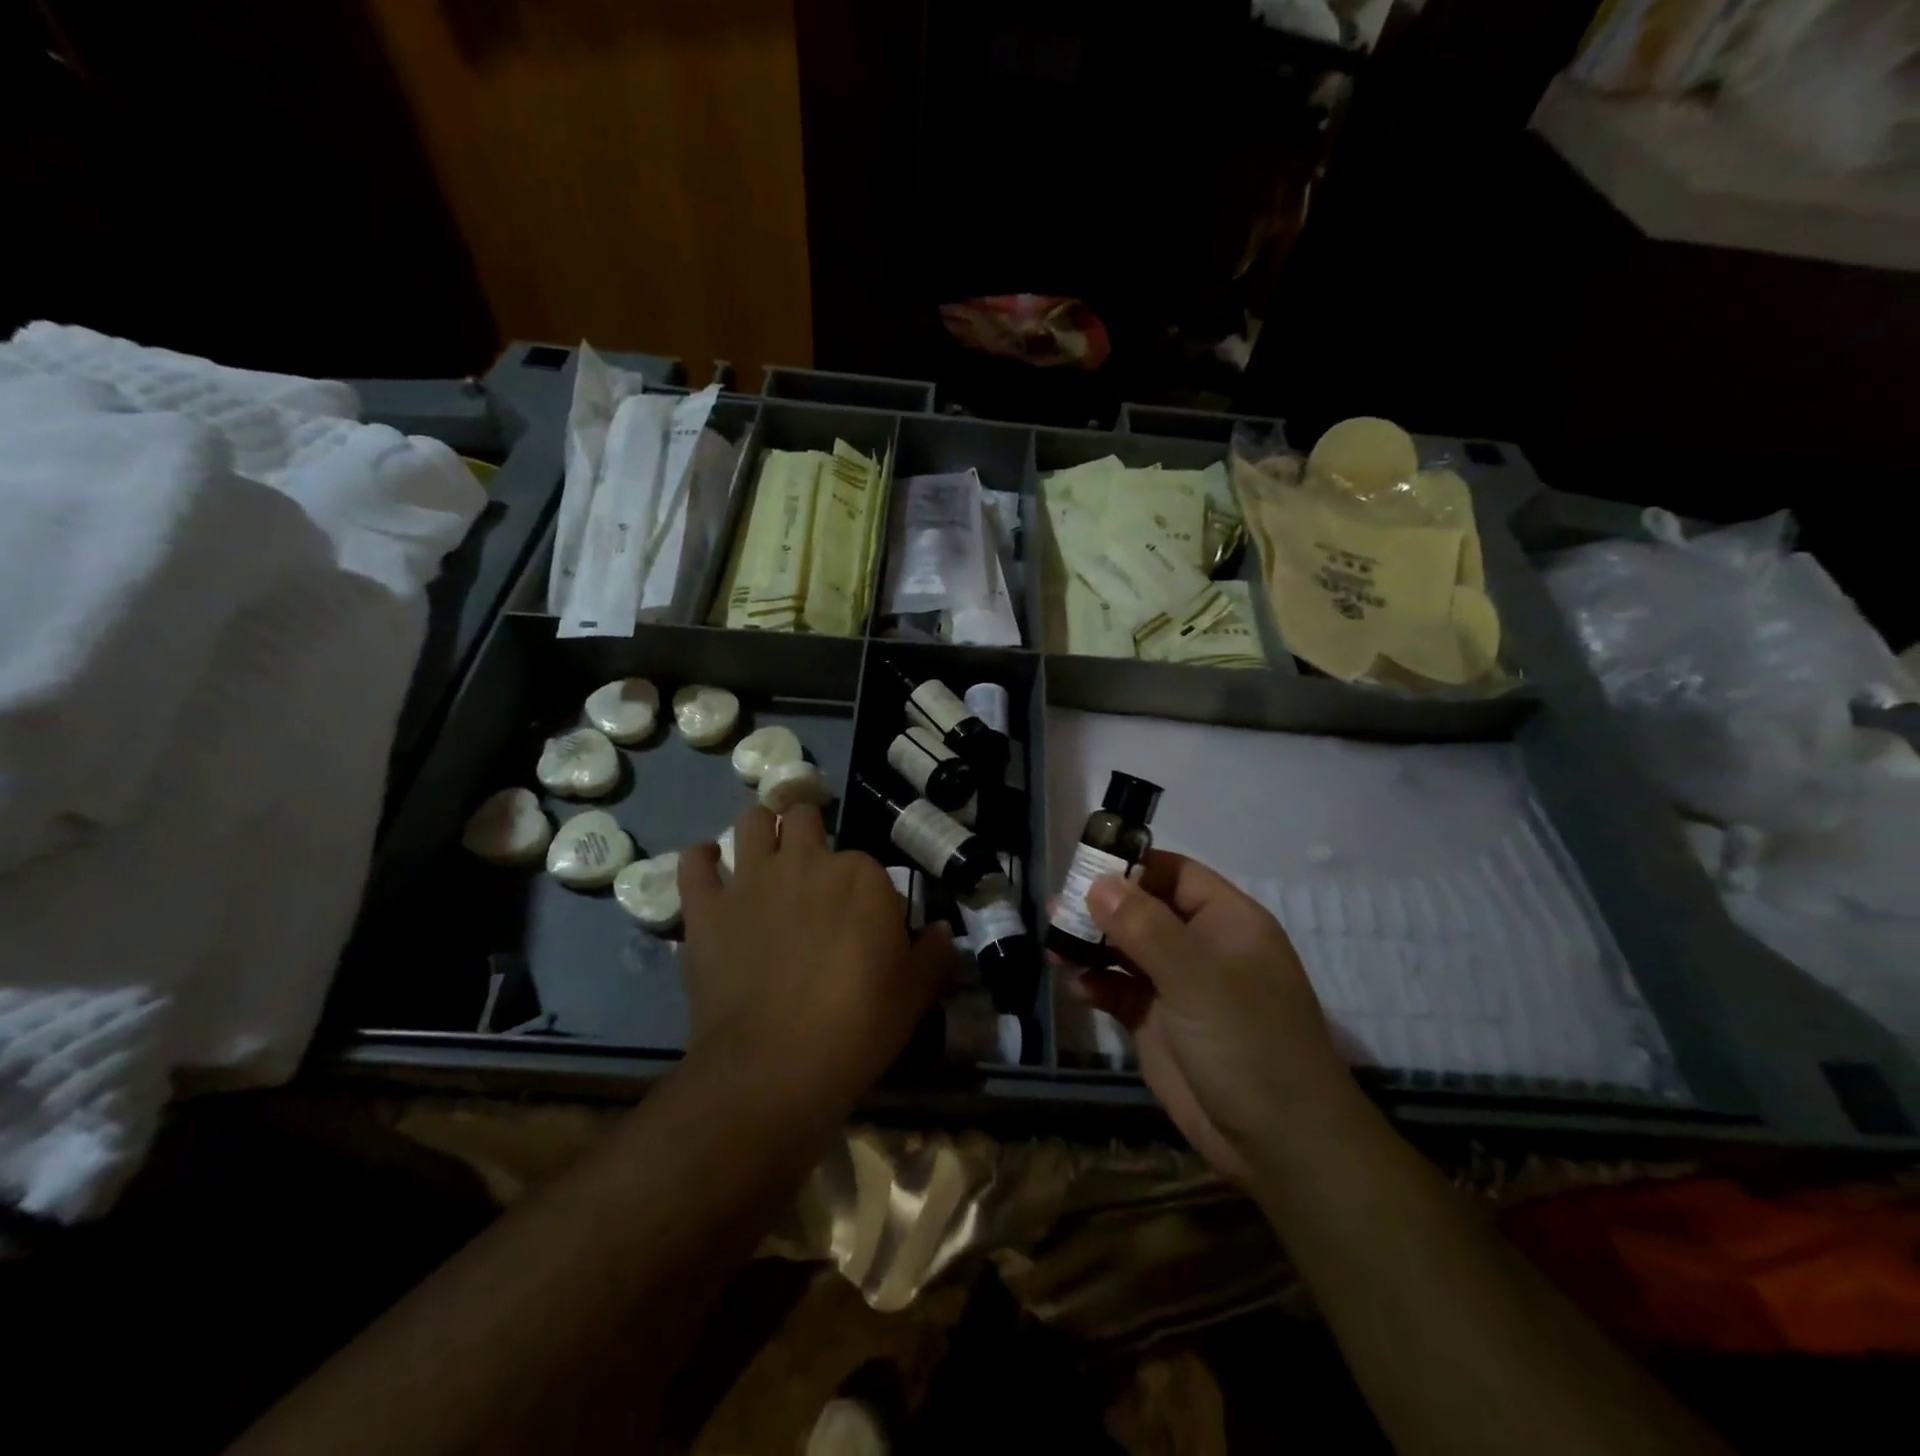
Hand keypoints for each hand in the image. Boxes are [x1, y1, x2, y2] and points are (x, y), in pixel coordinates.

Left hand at [679, 804, 953, 1113]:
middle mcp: (806, 862)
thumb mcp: (914, 994)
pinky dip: (701, 860)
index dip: (864, 889)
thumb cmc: (857, 1026)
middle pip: (804, 817)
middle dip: (808, 833)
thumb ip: (932, 955)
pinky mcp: (707, 908)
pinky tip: (709, 867)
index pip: (866, 863)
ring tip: (763, 852)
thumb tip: (942, 931)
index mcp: (861, 876)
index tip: (862, 920)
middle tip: (809, 869)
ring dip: (759, 829)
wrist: (775, 1065)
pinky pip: (694, 864)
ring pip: (751, 822)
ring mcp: (752, 880)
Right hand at [1072, 851, 1351, 1180]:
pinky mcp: (1157, 1023)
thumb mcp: (1196, 976)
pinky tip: (1076, 988)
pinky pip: (1118, 990)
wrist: (1277, 1143)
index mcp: (1225, 921)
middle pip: (1142, 909)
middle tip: (1056, 908)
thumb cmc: (1247, 1041)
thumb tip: (1098, 883)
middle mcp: (1200, 946)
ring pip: (1125, 949)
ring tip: (1053, 947)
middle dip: (1100, 907)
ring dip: (1090, 946)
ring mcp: (1177, 986)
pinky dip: (1095, 985)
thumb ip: (1144, 927)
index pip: (1174, 874)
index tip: (1084, 866)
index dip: (1132, 866)